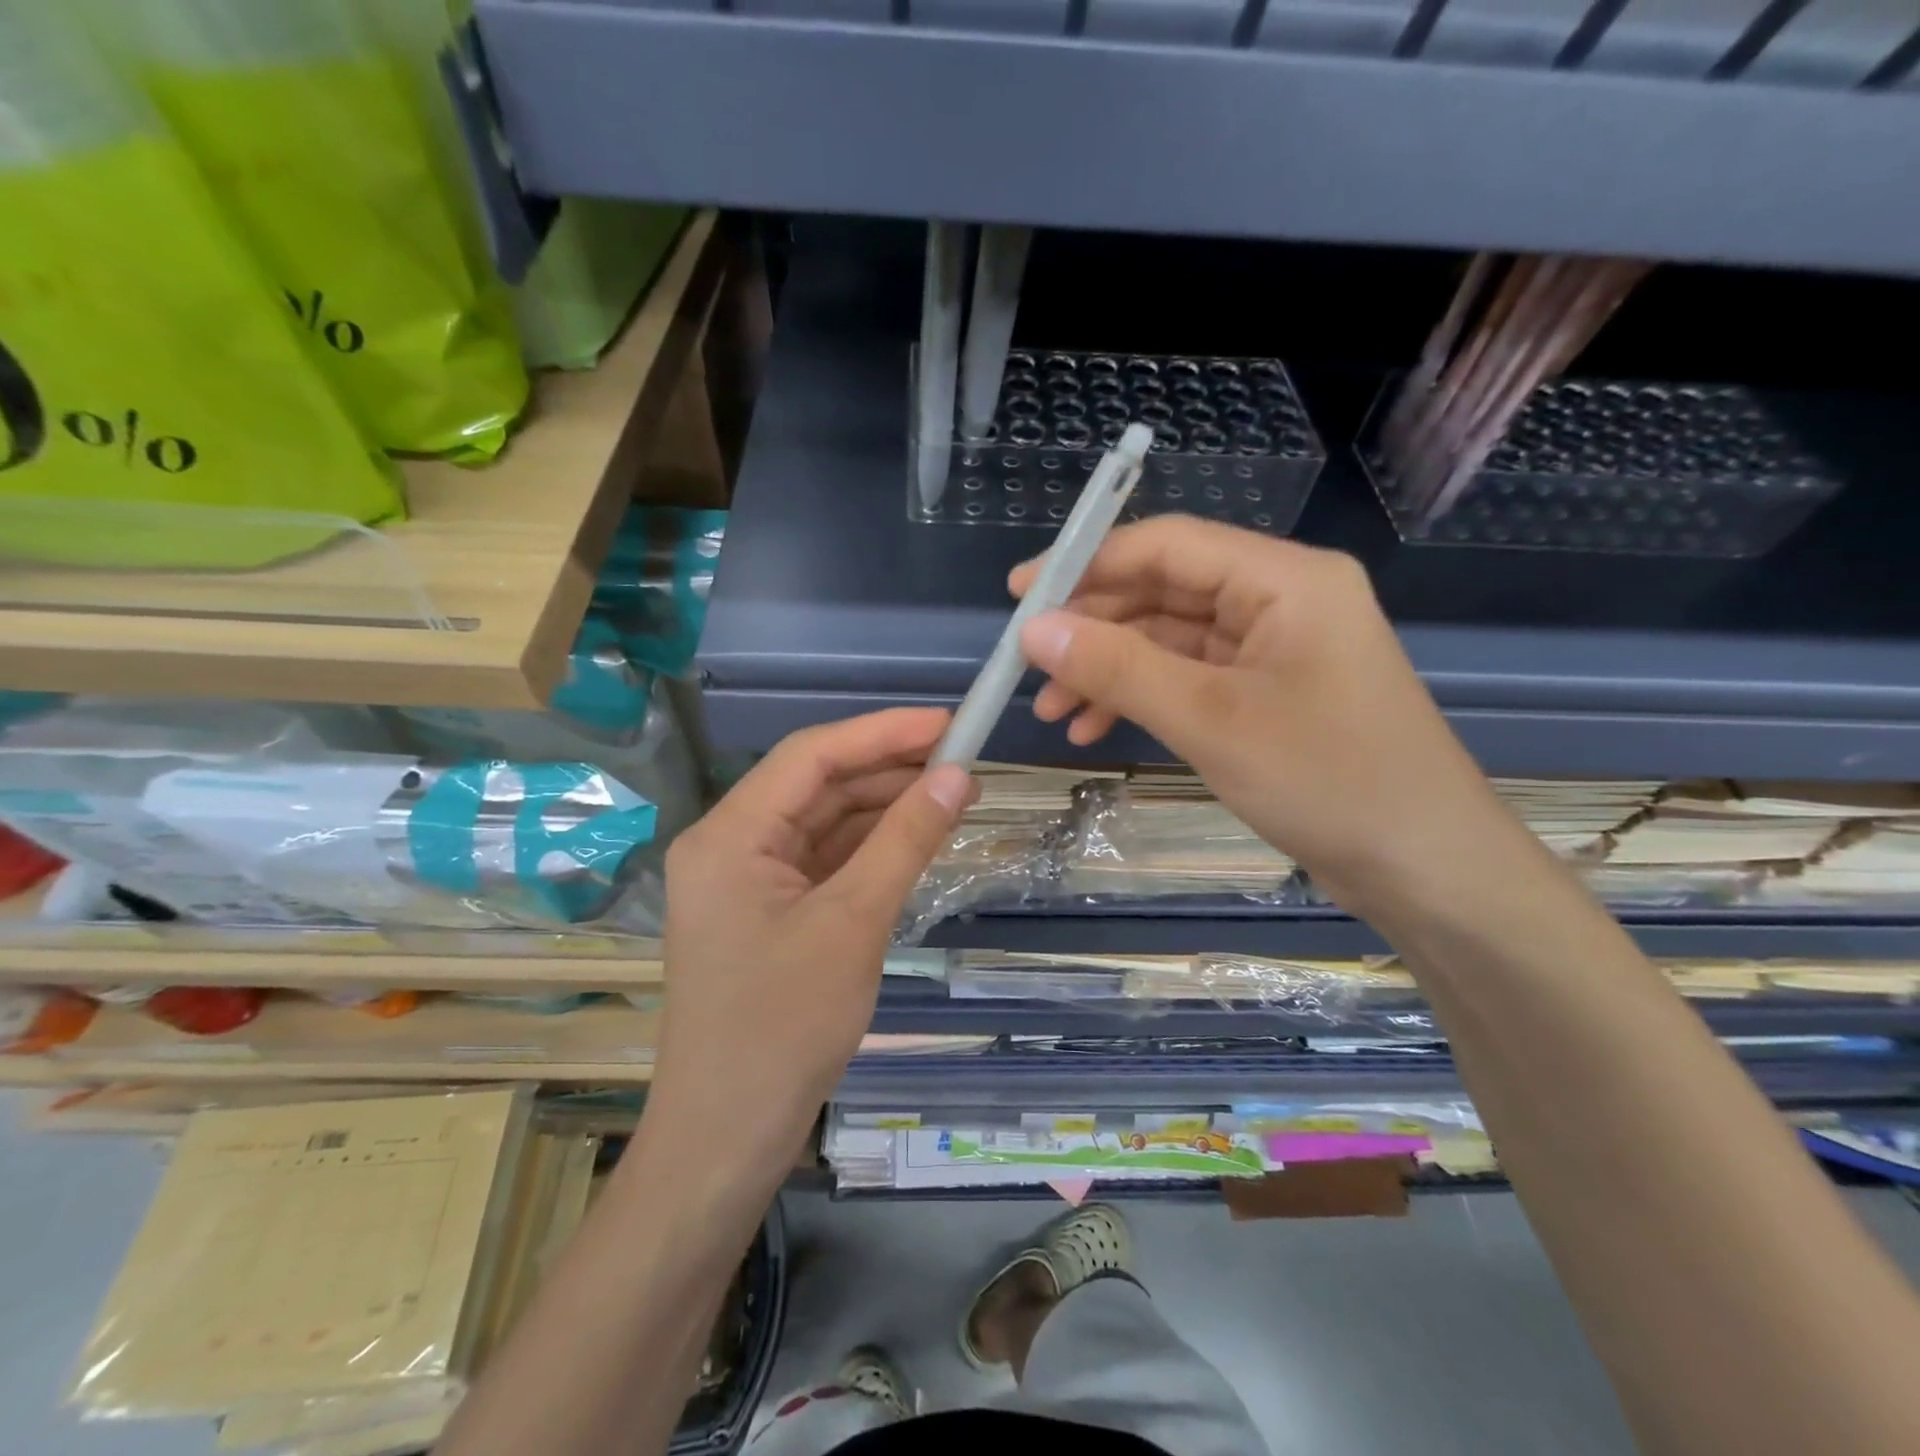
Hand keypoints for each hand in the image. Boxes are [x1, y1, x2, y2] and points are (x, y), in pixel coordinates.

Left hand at [652, 709, 976, 1174]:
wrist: (729, 1137)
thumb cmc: (783, 1027)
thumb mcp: (854, 923)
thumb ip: (906, 840)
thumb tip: (958, 774)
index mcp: (729, 835)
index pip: (811, 756)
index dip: (882, 732)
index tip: (947, 723)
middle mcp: (730, 845)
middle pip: (816, 785)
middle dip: (887, 769)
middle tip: (962, 759)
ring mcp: (747, 880)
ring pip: (824, 822)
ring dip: (883, 807)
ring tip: (952, 792)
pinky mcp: (767, 911)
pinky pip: (823, 860)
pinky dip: (869, 848)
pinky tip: (916, 837)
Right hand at [1010, 516, 1522, 917]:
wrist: (1426, 869)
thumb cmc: (1330, 782)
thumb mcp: (1211, 720)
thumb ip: (1119, 668)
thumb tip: (1034, 630)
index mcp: (1283, 579)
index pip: (1168, 545)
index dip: (1087, 562)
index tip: (1019, 594)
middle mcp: (1279, 600)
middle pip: (1164, 591)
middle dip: (1093, 628)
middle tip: (1028, 665)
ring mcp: (1274, 649)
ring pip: (1170, 640)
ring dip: (1109, 670)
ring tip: (1052, 710)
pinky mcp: (1267, 693)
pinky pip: (1189, 678)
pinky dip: (1141, 698)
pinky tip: (1095, 727)